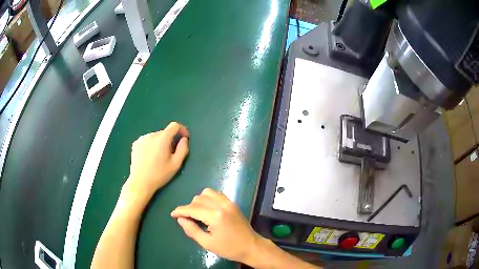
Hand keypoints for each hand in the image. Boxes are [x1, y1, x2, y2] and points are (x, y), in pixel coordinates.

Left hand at [124, 122, 188, 201]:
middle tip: (170, 154)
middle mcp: (151, 135)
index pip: (174, 125)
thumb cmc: (159, 175)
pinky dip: (151, 145)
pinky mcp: (135, 144)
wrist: (140, 183)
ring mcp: (141, 139)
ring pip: (156, 136)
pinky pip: (147, 140)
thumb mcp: (176, 165)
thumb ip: (183, 149)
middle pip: (165, 132)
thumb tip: (184, 139)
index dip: (182, 129)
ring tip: (159, 157)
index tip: (185, 138)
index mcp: (162, 139)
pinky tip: (149, 157)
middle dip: (170, 140)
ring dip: (160, 143)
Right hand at [171, 188, 261, 263]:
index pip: (192, 208)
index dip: (180, 210)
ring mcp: (229, 202)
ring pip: (206, 193)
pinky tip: (206, 209)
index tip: (173, 214)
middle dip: (188, 207)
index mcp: (215, 216)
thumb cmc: (229, 248)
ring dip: (198, 201)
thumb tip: (180, 219)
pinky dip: (208, 198)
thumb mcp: (207, 243)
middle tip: (186, 219)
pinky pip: (216, 194)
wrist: (251, 246)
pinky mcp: (232, 203)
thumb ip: (192, 230)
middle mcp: (222, 205)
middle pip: (198, 199)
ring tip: (196, 213)